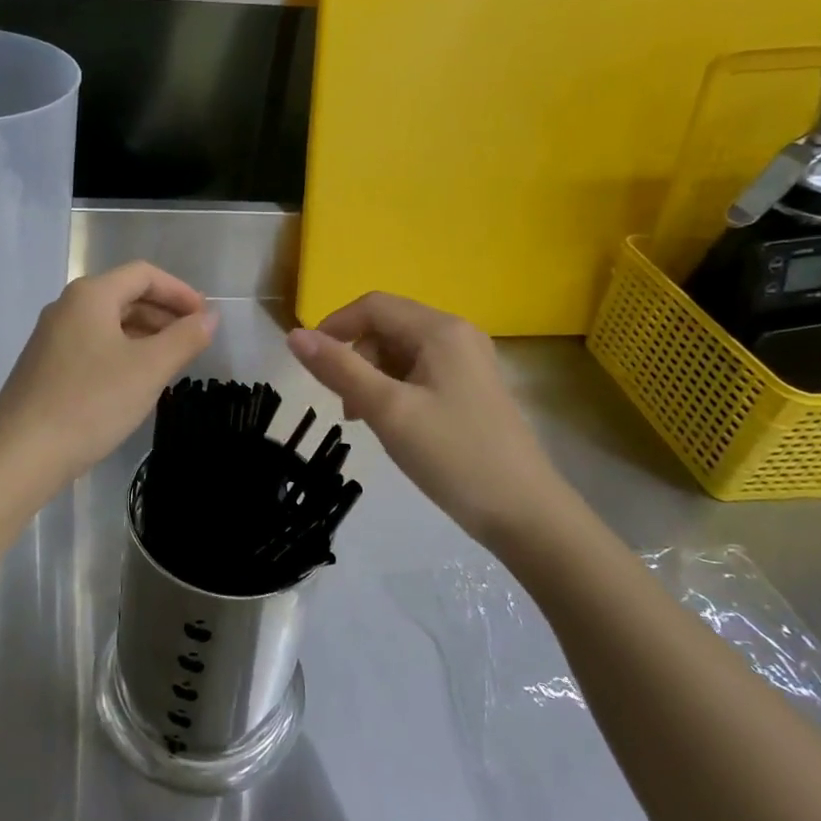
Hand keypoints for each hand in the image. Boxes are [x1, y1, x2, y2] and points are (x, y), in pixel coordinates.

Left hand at [0, 261, 217, 489]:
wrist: (22, 453)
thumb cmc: (92, 402)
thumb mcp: (149, 369)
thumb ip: (185, 338)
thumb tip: (210, 318)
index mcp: (90, 295)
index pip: (144, 274)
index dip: (180, 291)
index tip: (205, 317)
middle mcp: (66, 306)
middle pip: (124, 295)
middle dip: (163, 314)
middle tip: (192, 340)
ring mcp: (51, 336)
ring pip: (108, 323)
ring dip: (143, 334)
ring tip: (170, 362)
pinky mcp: (44, 365)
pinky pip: (92, 345)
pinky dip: (121, 352)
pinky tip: (134, 381)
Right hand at [287, 293, 575, 554]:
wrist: (526, 514)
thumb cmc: (454, 455)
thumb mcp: (388, 410)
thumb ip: (339, 369)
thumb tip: (294, 336)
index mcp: (440, 330)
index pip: (372, 306)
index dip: (334, 327)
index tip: (311, 366)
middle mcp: (457, 335)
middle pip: (386, 327)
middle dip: (356, 358)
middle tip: (347, 407)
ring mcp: (468, 362)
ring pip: (400, 352)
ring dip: (373, 377)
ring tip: (368, 420)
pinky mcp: (471, 388)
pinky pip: (419, 372)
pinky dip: (395, 389)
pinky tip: (395, 424)